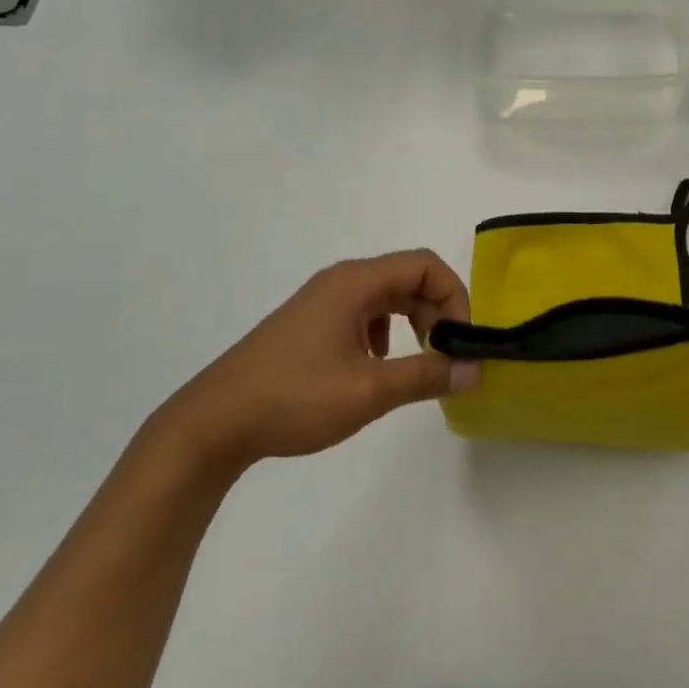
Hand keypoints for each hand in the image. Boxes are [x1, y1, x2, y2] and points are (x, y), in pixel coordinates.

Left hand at [157, 250, 478, 474]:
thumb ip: (426, 376)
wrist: (213, 422)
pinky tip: (375, 366)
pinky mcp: (309, 322)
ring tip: (415, 362)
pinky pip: (364, 312)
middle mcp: (341, 280)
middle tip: (443, 355)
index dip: (454, 295)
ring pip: (386, 296)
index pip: (425, 265)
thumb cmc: (294, 398)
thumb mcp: (369, 391)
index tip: (461, 339)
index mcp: (355, 282)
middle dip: (436, 311)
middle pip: (408, 277)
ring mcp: (322, 300)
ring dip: (413, 322)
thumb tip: (475, 370)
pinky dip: (385, 332)